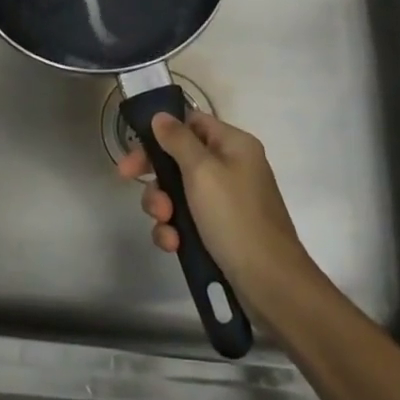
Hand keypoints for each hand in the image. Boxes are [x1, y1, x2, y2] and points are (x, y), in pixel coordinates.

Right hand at [117, 111, 312, 300]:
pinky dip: (175, 229)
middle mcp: (230, 167)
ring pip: (178, 192)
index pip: (191, 123)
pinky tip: (174, 244)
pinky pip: (186, 220)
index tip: (134, 148)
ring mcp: (225, 201)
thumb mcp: (203, 172)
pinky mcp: (219, 230)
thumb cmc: (235, 218)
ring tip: (165, 224)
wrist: (270, 283)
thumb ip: (178, 140)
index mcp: (233, 145)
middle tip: (128, 181)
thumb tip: (161, 116)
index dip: (160, 132)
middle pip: (179, 159)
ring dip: (163, 206)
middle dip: (156, 175)